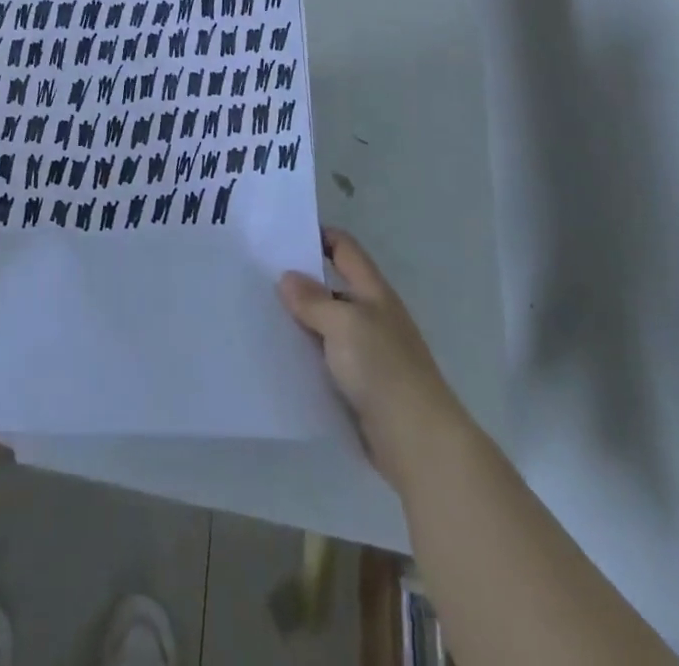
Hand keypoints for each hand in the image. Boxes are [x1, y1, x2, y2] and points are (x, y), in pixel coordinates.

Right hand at [279, 228, 468, 491]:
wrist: (419, 443)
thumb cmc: (384, 370)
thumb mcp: (344, 325)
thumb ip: (314, 301)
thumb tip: (287, 278)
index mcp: (373, 292)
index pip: (345, 248)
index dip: (318, 235)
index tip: (282, 235)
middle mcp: (372, 316)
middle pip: (333, 286)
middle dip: (300, 281)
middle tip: (258, 278)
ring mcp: (368, 353)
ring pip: (328, 326)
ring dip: (301, 322)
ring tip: (260, 317)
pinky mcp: (361, 387)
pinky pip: (328, 361)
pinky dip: (307, 356)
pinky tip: (280, 359)